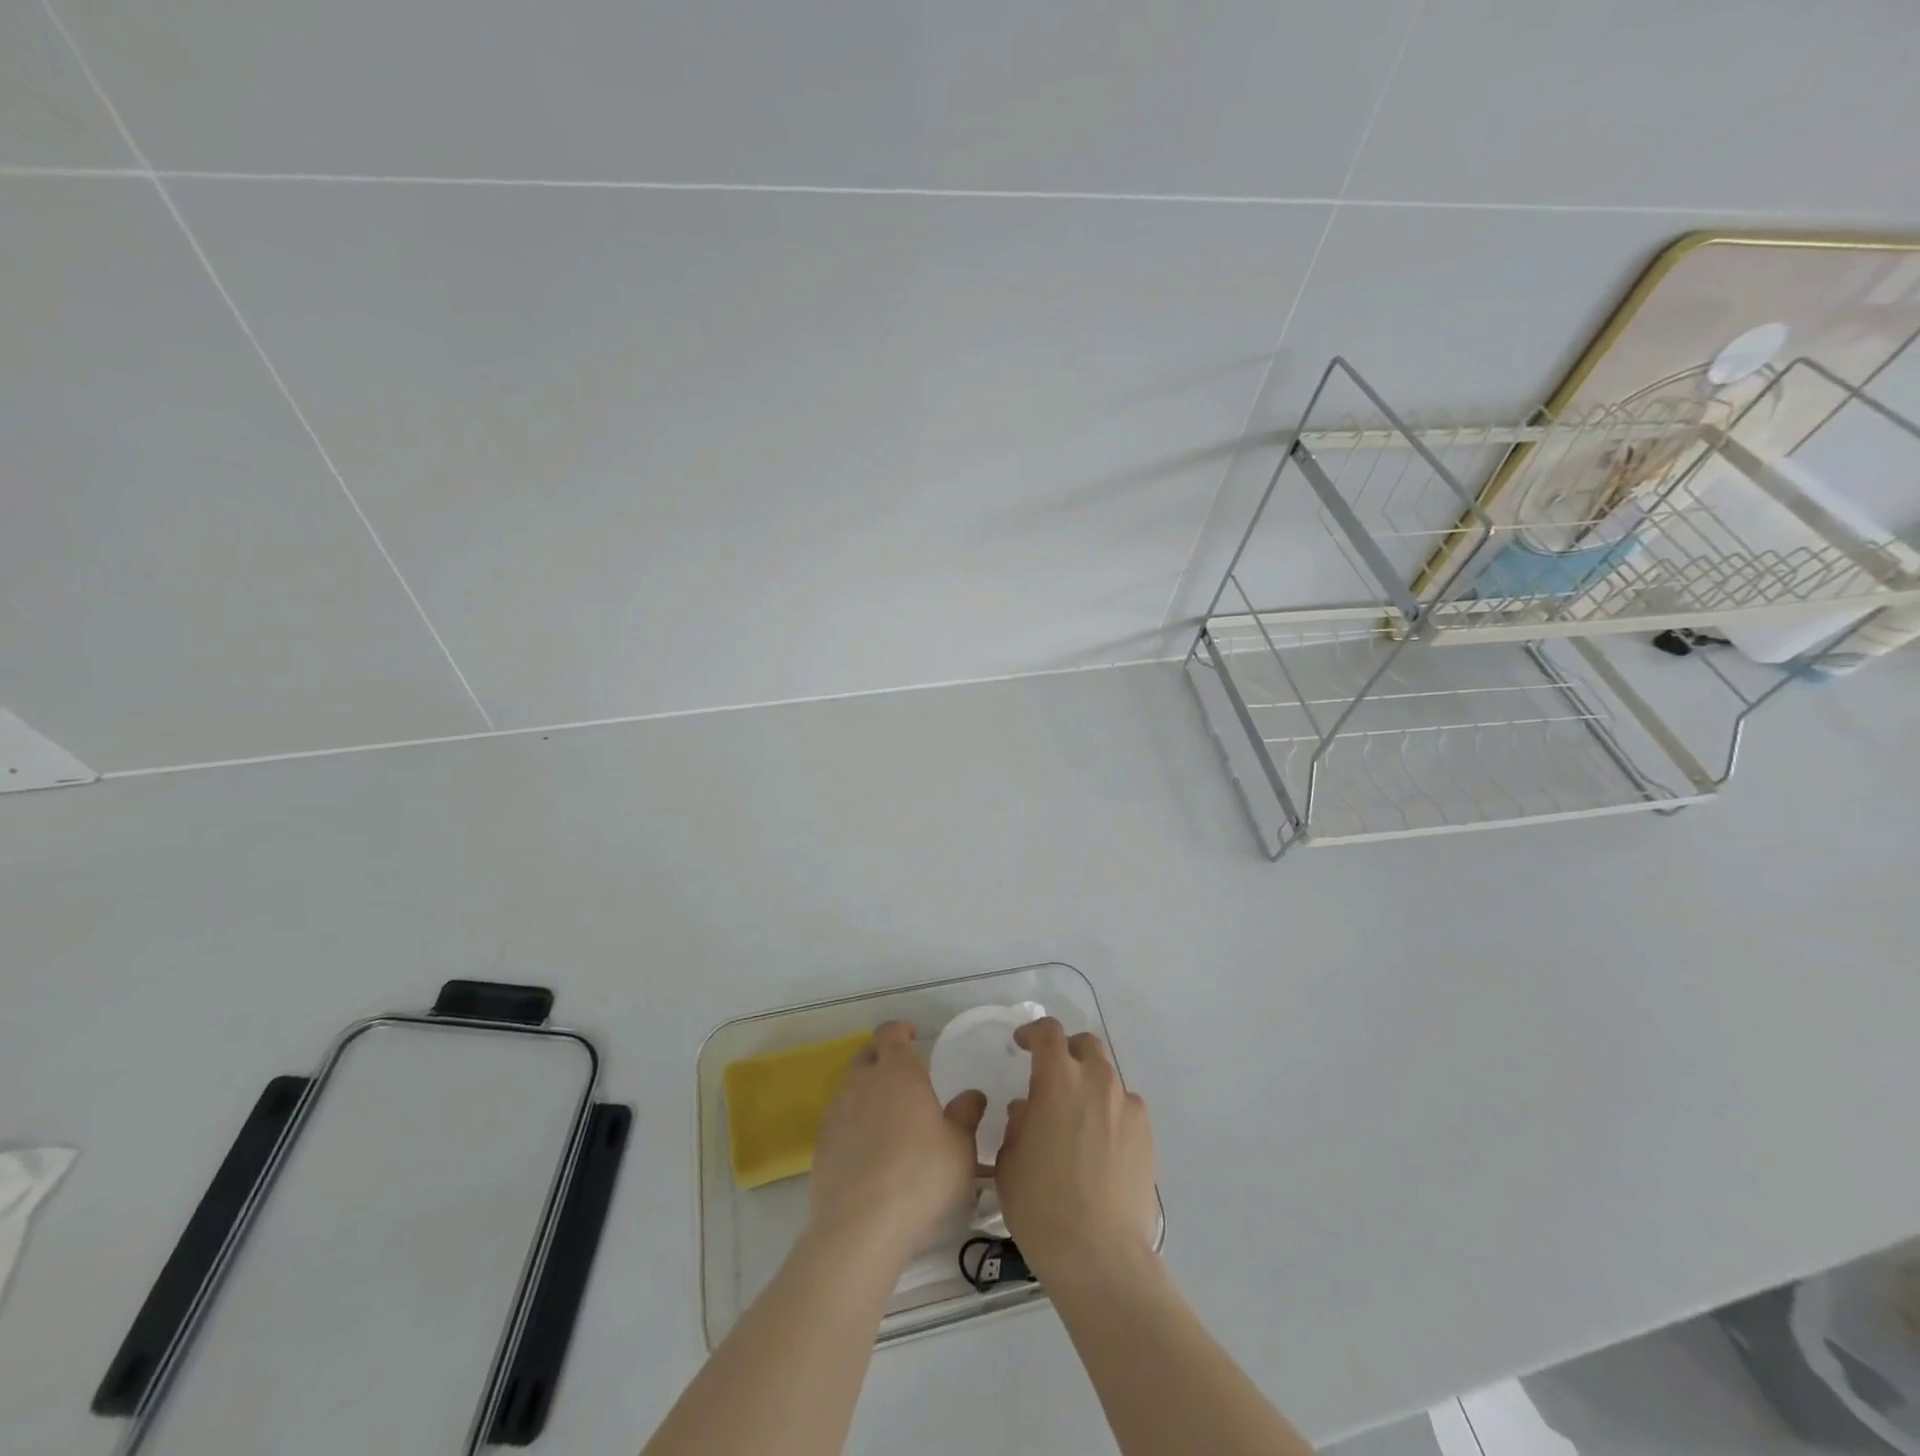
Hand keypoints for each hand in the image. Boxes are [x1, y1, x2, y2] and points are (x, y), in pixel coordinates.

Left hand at [808, 1021, 985, 1263]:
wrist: (861, 1227)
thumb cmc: (920, 1176)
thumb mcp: (960, 1147)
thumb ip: (966, 1115)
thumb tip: (972, 1095)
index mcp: (897, 1071)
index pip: (890, 1032)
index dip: (901, 1030)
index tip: (914, 1035)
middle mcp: (862, 1082)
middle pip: (866, 1055)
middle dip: (882, 1058)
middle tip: (904, 1077)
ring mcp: (836, 1113)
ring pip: (851, 1088)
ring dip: (867, 1093)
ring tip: (889, 1118)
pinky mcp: (821, 1145)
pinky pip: (840, 1120)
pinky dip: (854, 1124)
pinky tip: (870, 1151)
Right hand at [994, 1018, 1156, 1279]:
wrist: (1099, 1254)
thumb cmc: (1041, 1205)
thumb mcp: (1010, 1160)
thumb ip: (1019, 1122)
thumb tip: (1030, 1109)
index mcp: (1058, 1079)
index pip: (1048, 1033)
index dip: (1033, 1032)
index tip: (1022, 1044)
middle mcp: (1097, 1081)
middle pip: (1085, 1046)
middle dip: (1067, 1053)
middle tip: (1052, 1078)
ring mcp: (1127, 1107)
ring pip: (1107, 1078)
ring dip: (1089, 1085)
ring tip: (1077, 1119)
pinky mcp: (1147, 1135)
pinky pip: (1125, 1109)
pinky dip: (1110, 1114)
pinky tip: (1100, 1146)